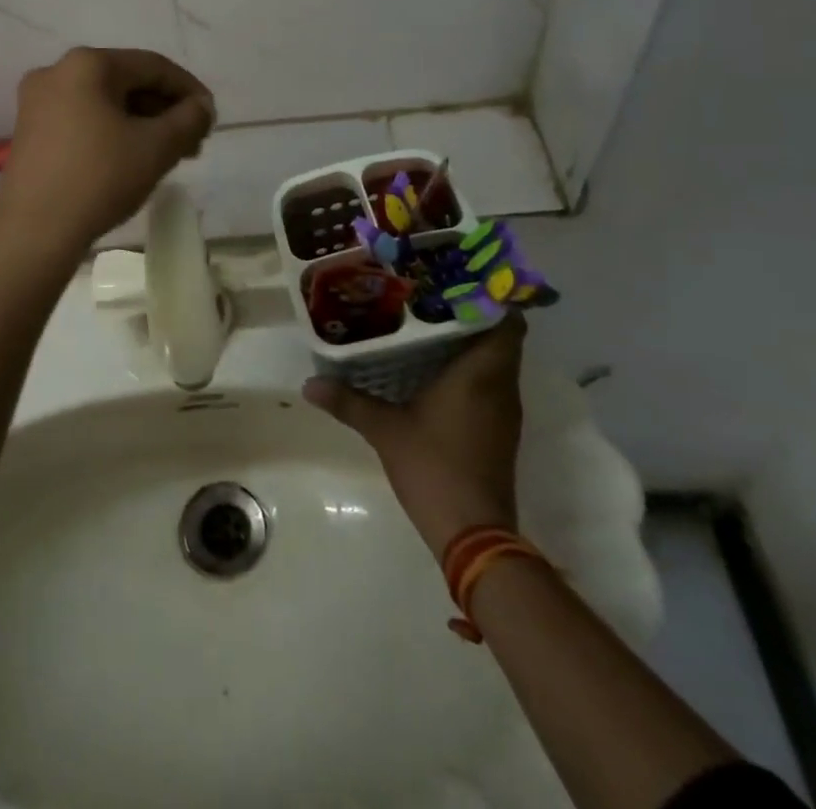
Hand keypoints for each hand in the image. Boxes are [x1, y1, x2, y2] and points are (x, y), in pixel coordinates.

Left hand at [0, 48, 214, 257]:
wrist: (34, 232)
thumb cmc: (99, 179)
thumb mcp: (157, 148)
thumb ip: (189, 119)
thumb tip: (202, 106)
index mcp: (87, 64)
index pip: (153, 66)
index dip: (189, 90)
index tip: (211, 118)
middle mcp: (57, 71)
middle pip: (127, 81)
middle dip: (164, 109)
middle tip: (192, 141)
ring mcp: (37, 101)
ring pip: (105, 102)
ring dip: (142, 122)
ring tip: (168, 154)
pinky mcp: (30, 130)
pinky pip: (84, 118)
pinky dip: (113, 131)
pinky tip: (131, 158)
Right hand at [304, 317, 526, 557]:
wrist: (473, 533)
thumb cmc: (433, 466)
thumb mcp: (384, 429)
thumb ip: (349, 402)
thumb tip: (309, 384)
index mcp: (481, 373)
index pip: (506, 321)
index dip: (489, 298)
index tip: (457, 282)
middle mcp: (501, 385)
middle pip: (500, 337)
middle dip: (471, 315)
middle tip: (431, 298)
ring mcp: (504, 411)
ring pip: (497, 362)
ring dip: (471, 344)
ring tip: (429, 326)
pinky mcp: (499, 431)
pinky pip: (492, 384)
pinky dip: (472, 370)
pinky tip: (436, 370)